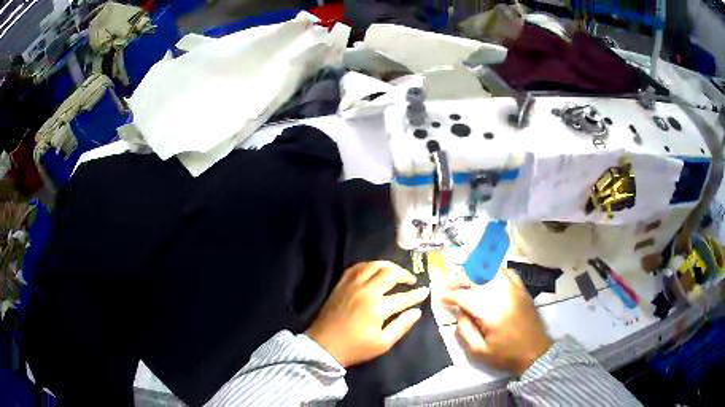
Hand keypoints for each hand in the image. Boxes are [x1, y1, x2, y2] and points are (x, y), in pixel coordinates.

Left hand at [305, 261, 428, 367]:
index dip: (417, 294)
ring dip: (387, 266)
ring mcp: (351, 285)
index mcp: (377, 307)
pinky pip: (356, 268)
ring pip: (373, 265)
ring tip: (395, 272)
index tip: (426, 291)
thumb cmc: (355, 348)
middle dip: (404, 274)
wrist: (324, 346)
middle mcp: (366, 291)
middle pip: (389, 273)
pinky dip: (368, 265)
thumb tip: (417, 312)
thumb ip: (401, 326)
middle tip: (411, 280)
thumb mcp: (382, 343)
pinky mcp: (341, 285)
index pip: (403, 297)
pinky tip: (374, 270)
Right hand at [442, 269, 552, 375]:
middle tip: (448, 285)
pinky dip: (496, 273)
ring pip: (493, 272)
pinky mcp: (523, 290)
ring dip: (476, 274)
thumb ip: (465, 331)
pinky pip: (508, 273)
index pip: (466, 296)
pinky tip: (489, 280)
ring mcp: (515, 290)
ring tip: (466, 281)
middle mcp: (503, 295)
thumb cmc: (506, 354)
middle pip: (478, 278)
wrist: (535, 352)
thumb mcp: (479, 352)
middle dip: (460, 280)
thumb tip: (459, 313)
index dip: (451, 296)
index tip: (441, 298)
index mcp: (491, 311)